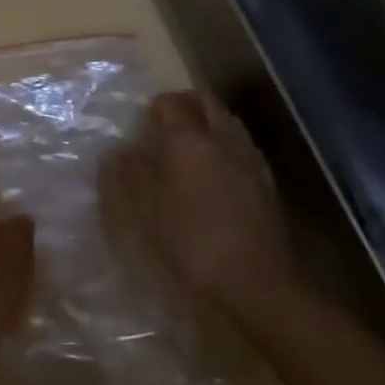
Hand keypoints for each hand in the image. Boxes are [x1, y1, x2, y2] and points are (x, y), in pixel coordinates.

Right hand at [119, 91, 304, 318]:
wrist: (256, 283)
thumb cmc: (191, 241)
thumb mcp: (145, 209)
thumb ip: (128, 173)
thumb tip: (118, 150)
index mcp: (189, 138)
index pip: (171, 102)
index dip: (155, 106)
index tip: (143, 122)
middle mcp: (221, 137)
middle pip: (206, 102)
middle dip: (186, 104)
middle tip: (168, 123)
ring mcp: (249, 158)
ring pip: (228, 121)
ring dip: (209, 122)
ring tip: (192, 145)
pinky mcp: (266, 183)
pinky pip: (243, 146)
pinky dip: (227, 146)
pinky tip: (218, 172)